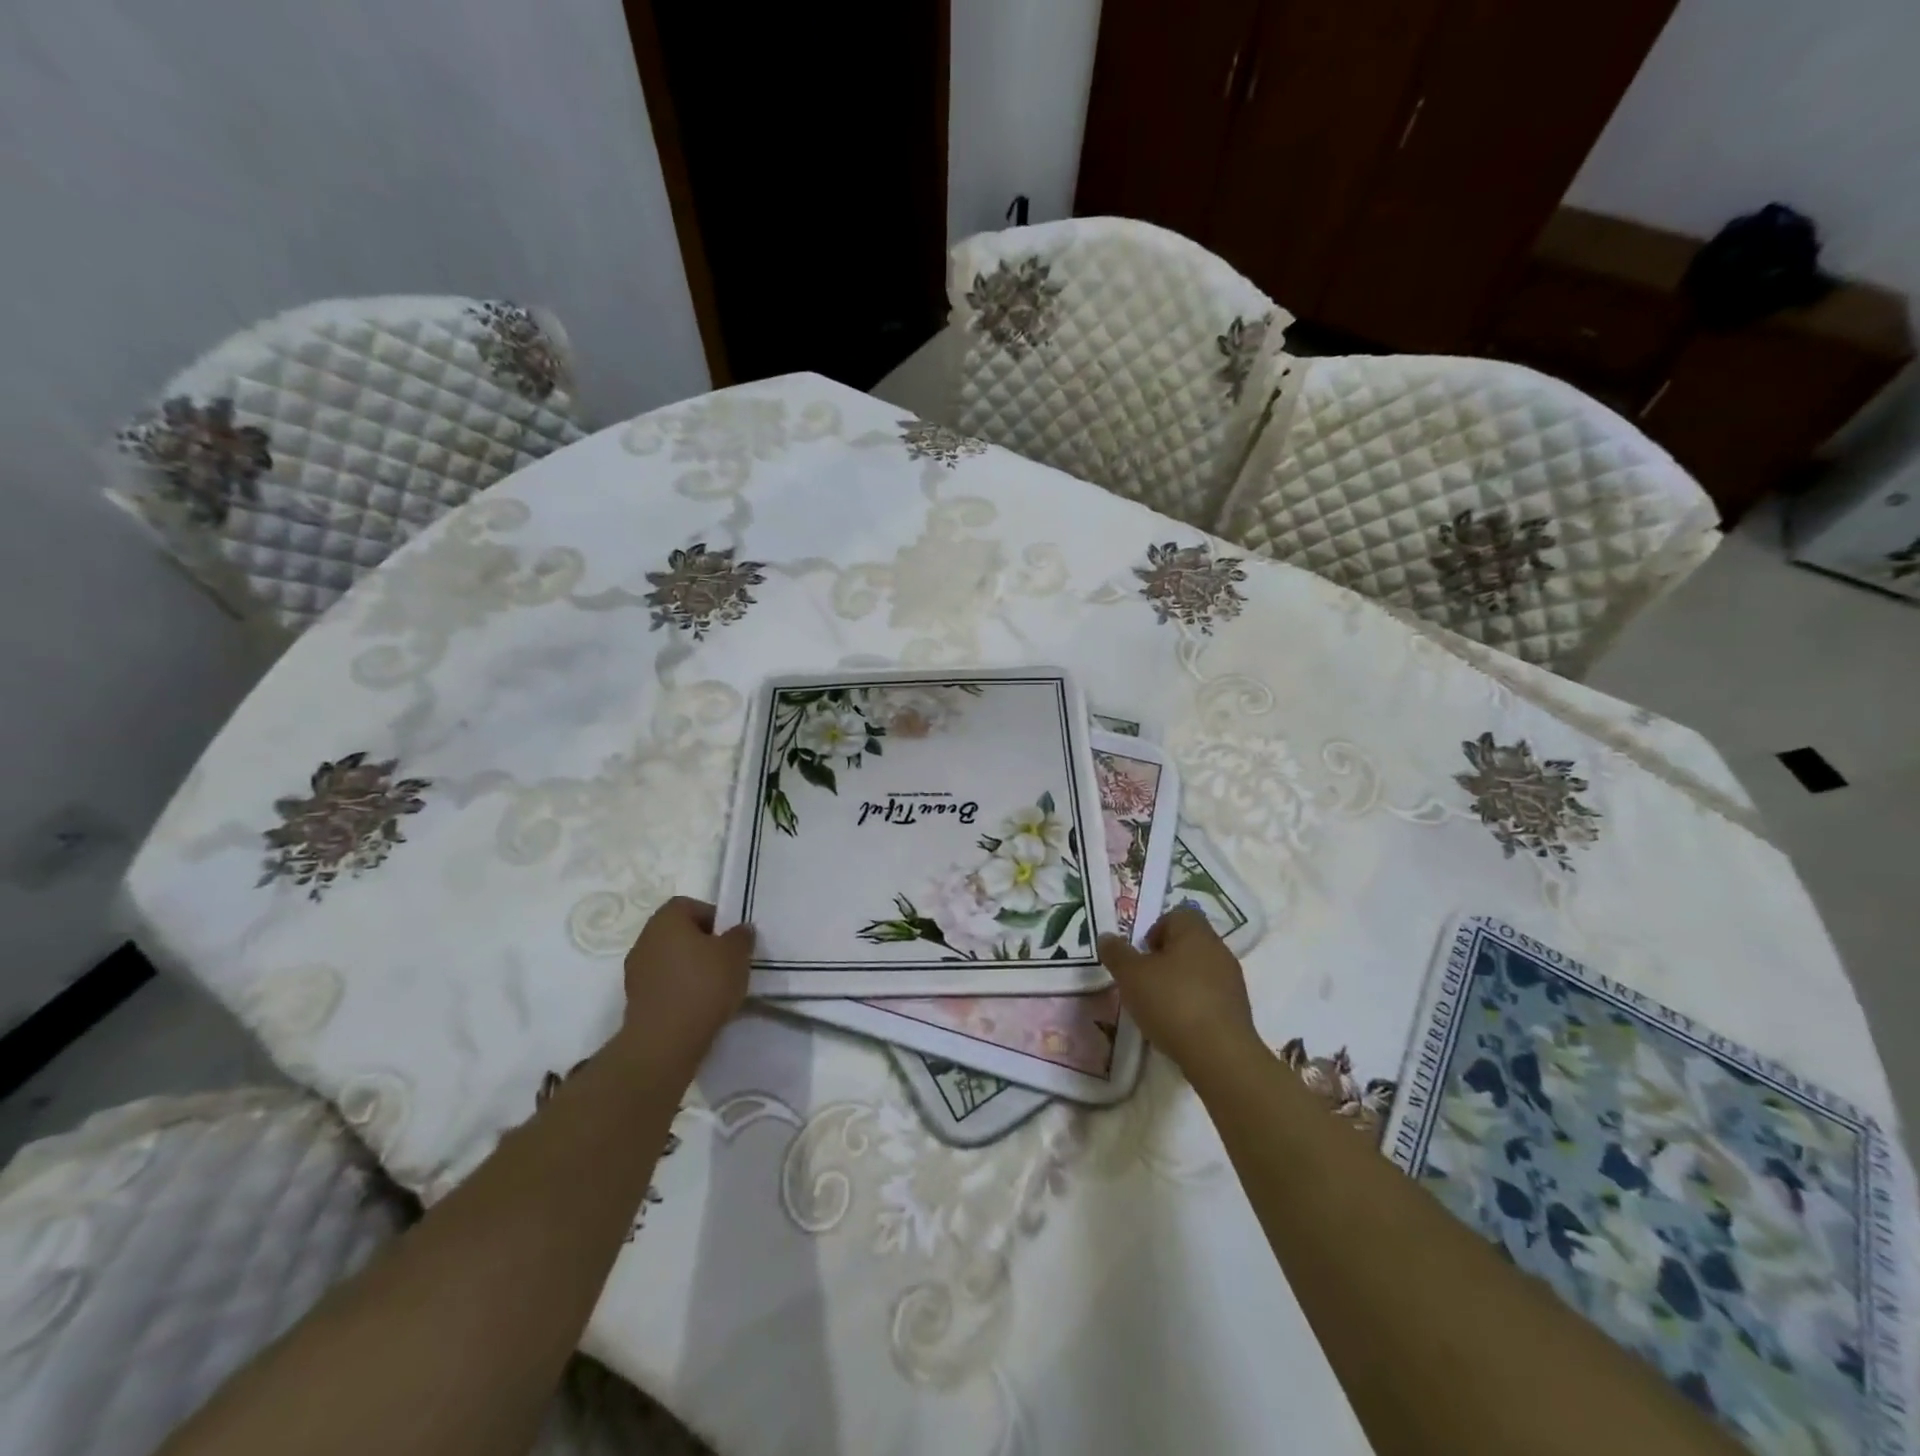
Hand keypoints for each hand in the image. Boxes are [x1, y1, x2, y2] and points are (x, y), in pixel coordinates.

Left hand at [618, 897, 753, 1073]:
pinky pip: (663, 984)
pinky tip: (699, 1005)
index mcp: (666, 919)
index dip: (713, 917)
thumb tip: (739, 930)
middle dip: (702, 944)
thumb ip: (741, 936)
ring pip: (670, 959)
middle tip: (726, 961)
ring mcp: (636, 971)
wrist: (665, 1041)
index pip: (689, 905)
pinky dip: (679, 989)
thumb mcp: (736, 954)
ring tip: (715, 987)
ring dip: (690, 968)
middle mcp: (645, 939)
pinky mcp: (635, 999)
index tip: (730, 938)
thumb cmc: (703, 984)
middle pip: (678, 932)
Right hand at [1098, 907, 1257, 1072]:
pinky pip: (1210, 996)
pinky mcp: (1238, 1009)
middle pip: (1188, 943)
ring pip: (1200, 970)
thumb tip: (1107, 937)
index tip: (1141, 955)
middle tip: (1145, 980)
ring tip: (1159, 1007)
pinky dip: (1194, 1004)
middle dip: (1165, 958)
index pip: (1176, 915)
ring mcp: (1232, 980)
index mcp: (1195, 932)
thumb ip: (1116, 953)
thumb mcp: (1131, 975)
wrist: (1220, 1055)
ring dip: (1180, 982)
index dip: (1155, 930)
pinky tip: (1179, 1025)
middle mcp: (1218, 950)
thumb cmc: (1172, 1003)